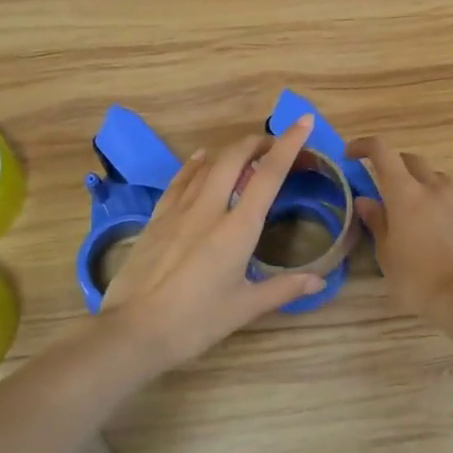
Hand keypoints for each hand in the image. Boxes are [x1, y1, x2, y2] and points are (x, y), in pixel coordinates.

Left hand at [100, 116, 326, 366]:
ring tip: (247, 152)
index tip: (303, 121)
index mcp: (237, 228)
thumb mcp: (244, 308)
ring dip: (231, 150)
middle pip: (235, 157)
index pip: (269, 175)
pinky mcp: (157, 218)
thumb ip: (283, 289)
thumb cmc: (195, 322)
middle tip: (276, 144)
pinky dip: (196, 164)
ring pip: (207, 163)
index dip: (288, 144)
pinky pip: (180, 179)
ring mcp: (179, 210)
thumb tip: (319, 281)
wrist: (133, 331)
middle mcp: (209, 208)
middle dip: (258, 142)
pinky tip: (201, 159)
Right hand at [346, 137, 452, 322]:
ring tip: (409, 210)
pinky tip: (433, 234)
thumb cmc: (417, 277)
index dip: (364, 146)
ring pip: (435, 179)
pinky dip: (437, 208)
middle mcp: (432, 189)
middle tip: (381, 184)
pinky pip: (451, 203)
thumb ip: (377, 222)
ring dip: (419, 184)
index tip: (351, 155)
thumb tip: (366, 201)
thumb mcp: (387, 253)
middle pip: (411, 160)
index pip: (382, 151)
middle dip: (394, 164)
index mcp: (405, 192)